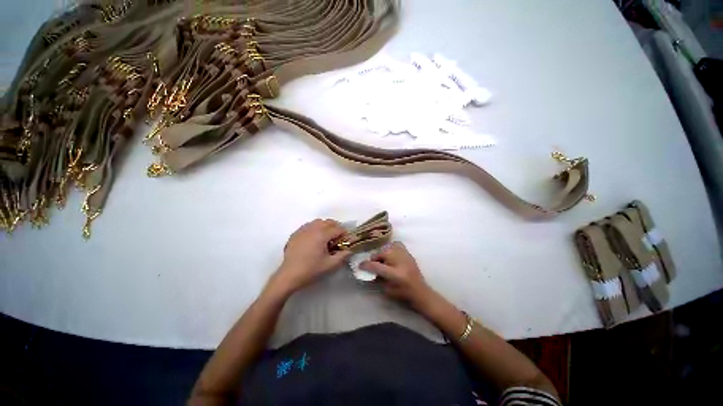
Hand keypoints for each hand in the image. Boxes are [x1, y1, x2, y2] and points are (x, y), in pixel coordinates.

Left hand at [270, 219, 350, 294]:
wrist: (289, 276)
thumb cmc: (311, 270)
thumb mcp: (331, 265)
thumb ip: (343, 256)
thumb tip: (350, 249)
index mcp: (322, 235)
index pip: (338, 229)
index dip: (344, 234)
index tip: (346, 241)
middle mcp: (313, 228)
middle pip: (328, 222)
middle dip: (336, 228)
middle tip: (338, 239)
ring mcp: (303, 230)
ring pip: (318, 222)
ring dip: (325, 226)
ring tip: (326, 238)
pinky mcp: (296, 234)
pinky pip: (308, 225)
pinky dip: (314, 228)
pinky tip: (314, 239)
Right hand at [359, 242, 432, 308]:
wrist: (421, 292)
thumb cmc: (403, 294)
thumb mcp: (387, 290)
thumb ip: (378, 278)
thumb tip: (370, 269)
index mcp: (395, 274)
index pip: (376, 266)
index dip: (366, 265)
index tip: (360, 265)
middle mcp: (400, 262)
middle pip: (382, 253)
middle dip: (375, 258)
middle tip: (374, 264)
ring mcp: (405, 256)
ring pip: (388, 247)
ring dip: (383, 253)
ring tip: (383, 259)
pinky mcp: (409, 254)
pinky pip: (397, 244)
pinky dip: (391, 247)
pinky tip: (391, 254)